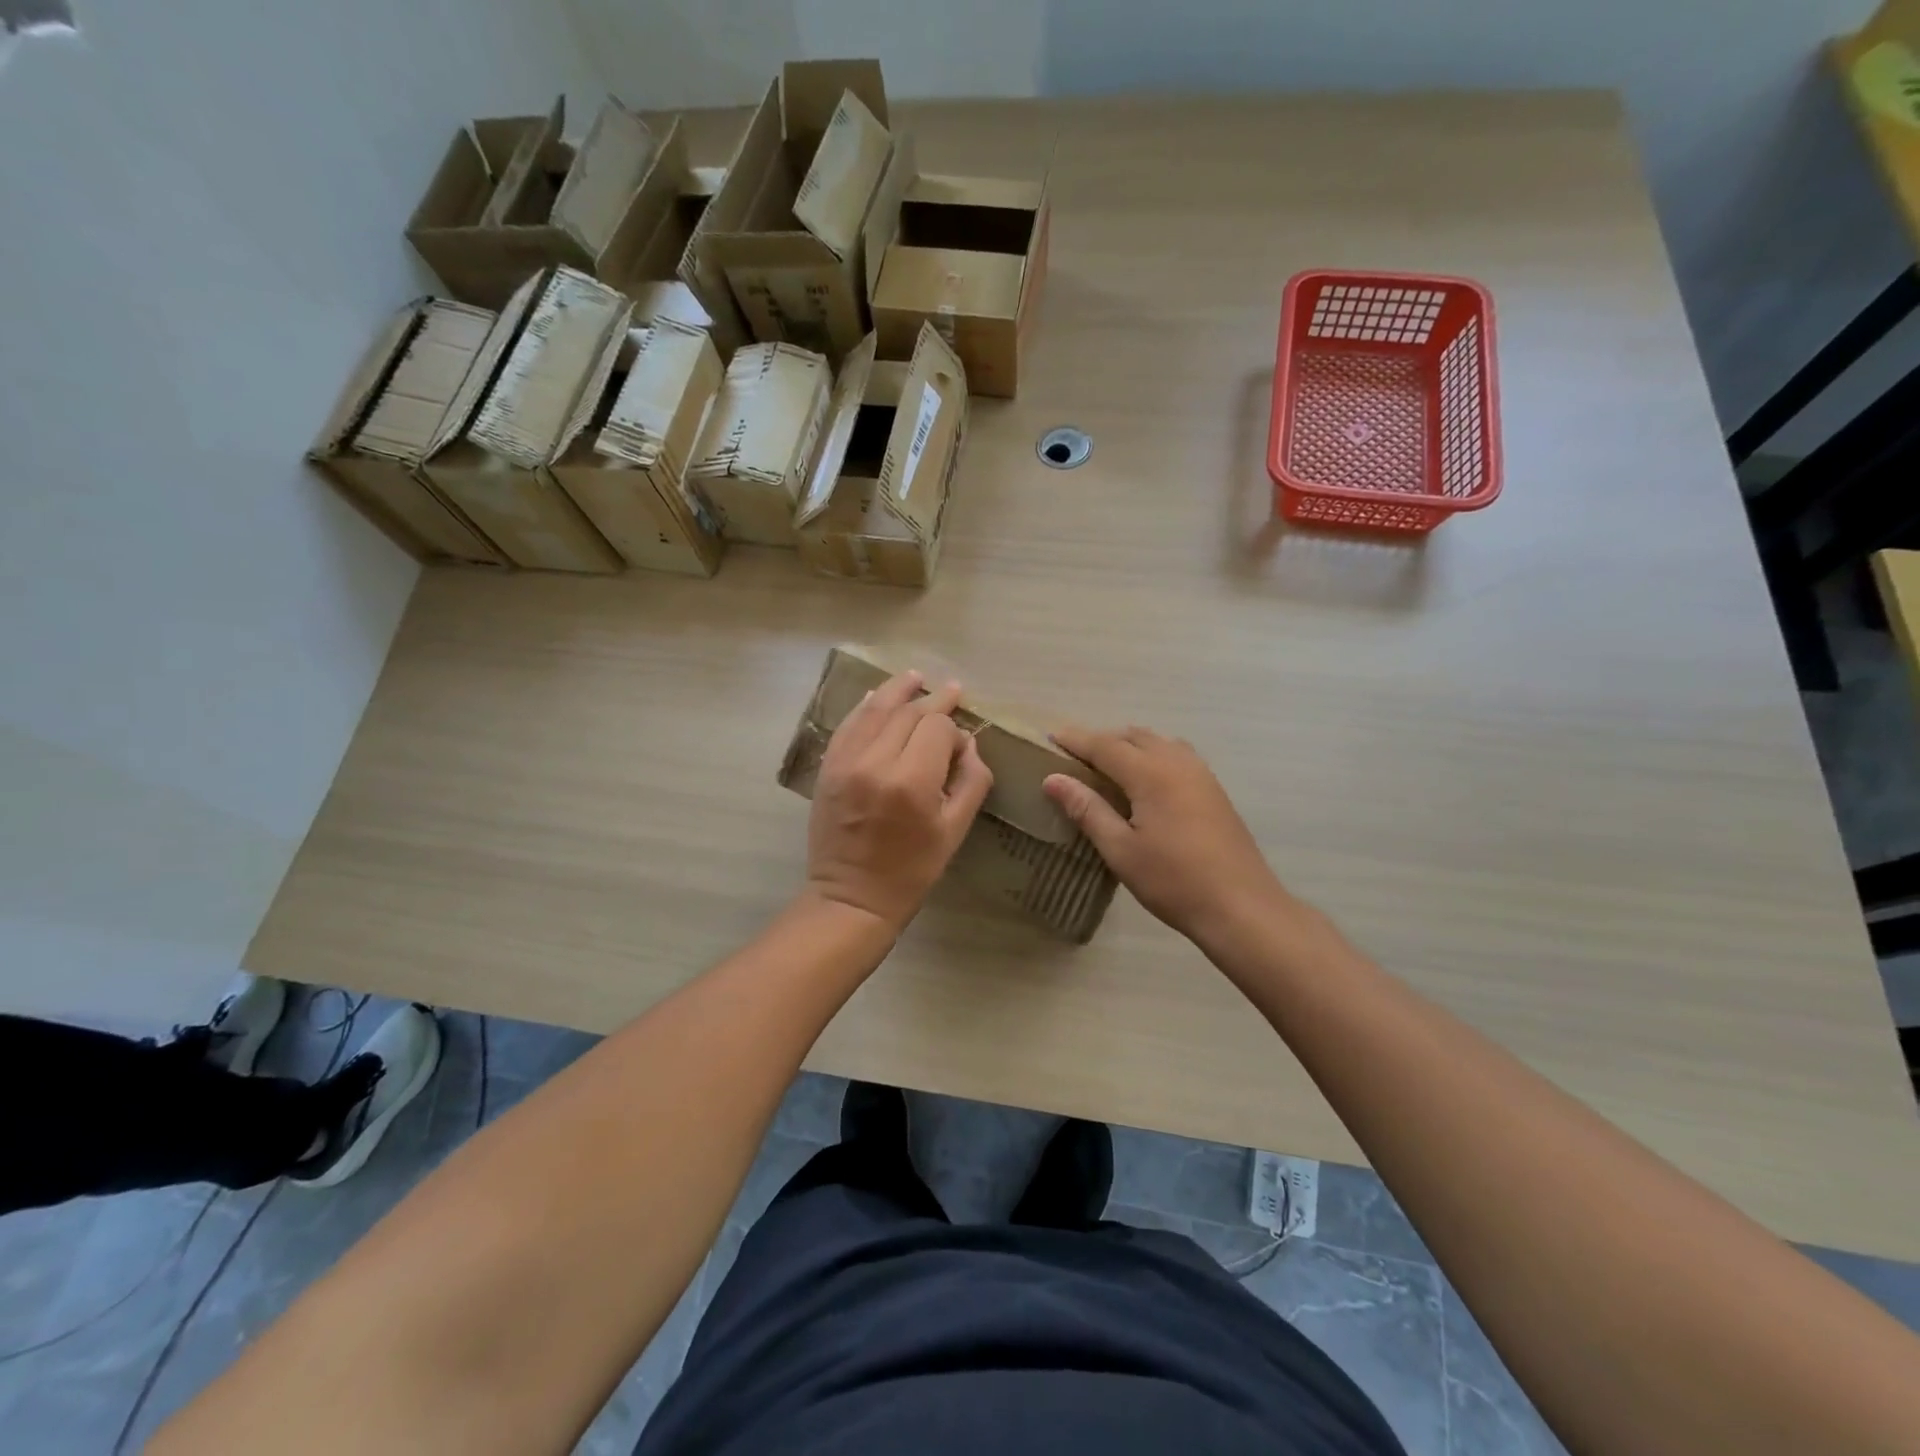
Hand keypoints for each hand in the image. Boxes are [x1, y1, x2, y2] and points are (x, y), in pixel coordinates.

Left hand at [805, 671, 993, 933]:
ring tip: (915, 677)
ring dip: (897, 691)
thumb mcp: (954, 831)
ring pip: (875, 710)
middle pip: (907, 713)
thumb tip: (969, 745)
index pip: (938, 729)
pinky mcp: (828, 767)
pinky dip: (865, 707)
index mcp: (911, 782)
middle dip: (932, 701)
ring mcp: (846, 762)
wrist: (851, 897)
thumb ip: (971, 782)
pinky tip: (877, 696)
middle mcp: (875, 762)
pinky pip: (848, 725)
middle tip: (951, 690)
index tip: (962, 744)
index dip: (954, 730)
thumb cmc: (911, 870)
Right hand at [1043, 726, 1288, 947]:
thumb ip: (1087, 809)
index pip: (1105, 745)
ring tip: (1107, 767)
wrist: (1241, 907)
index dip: (1076, 740)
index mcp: (1151, 773)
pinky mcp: (1214, 790)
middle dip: (1102, 740)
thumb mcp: (1120, 849)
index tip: (1050, 737)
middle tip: (1074, 757)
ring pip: (1158, 743)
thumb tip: (1053, 779)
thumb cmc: (1174, 881)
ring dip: (1129, 745)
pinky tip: (1145, 782)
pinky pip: (1176, 756)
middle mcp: (1177, 763)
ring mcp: (1201, 774)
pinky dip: (1152, 756)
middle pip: (1133, 736)